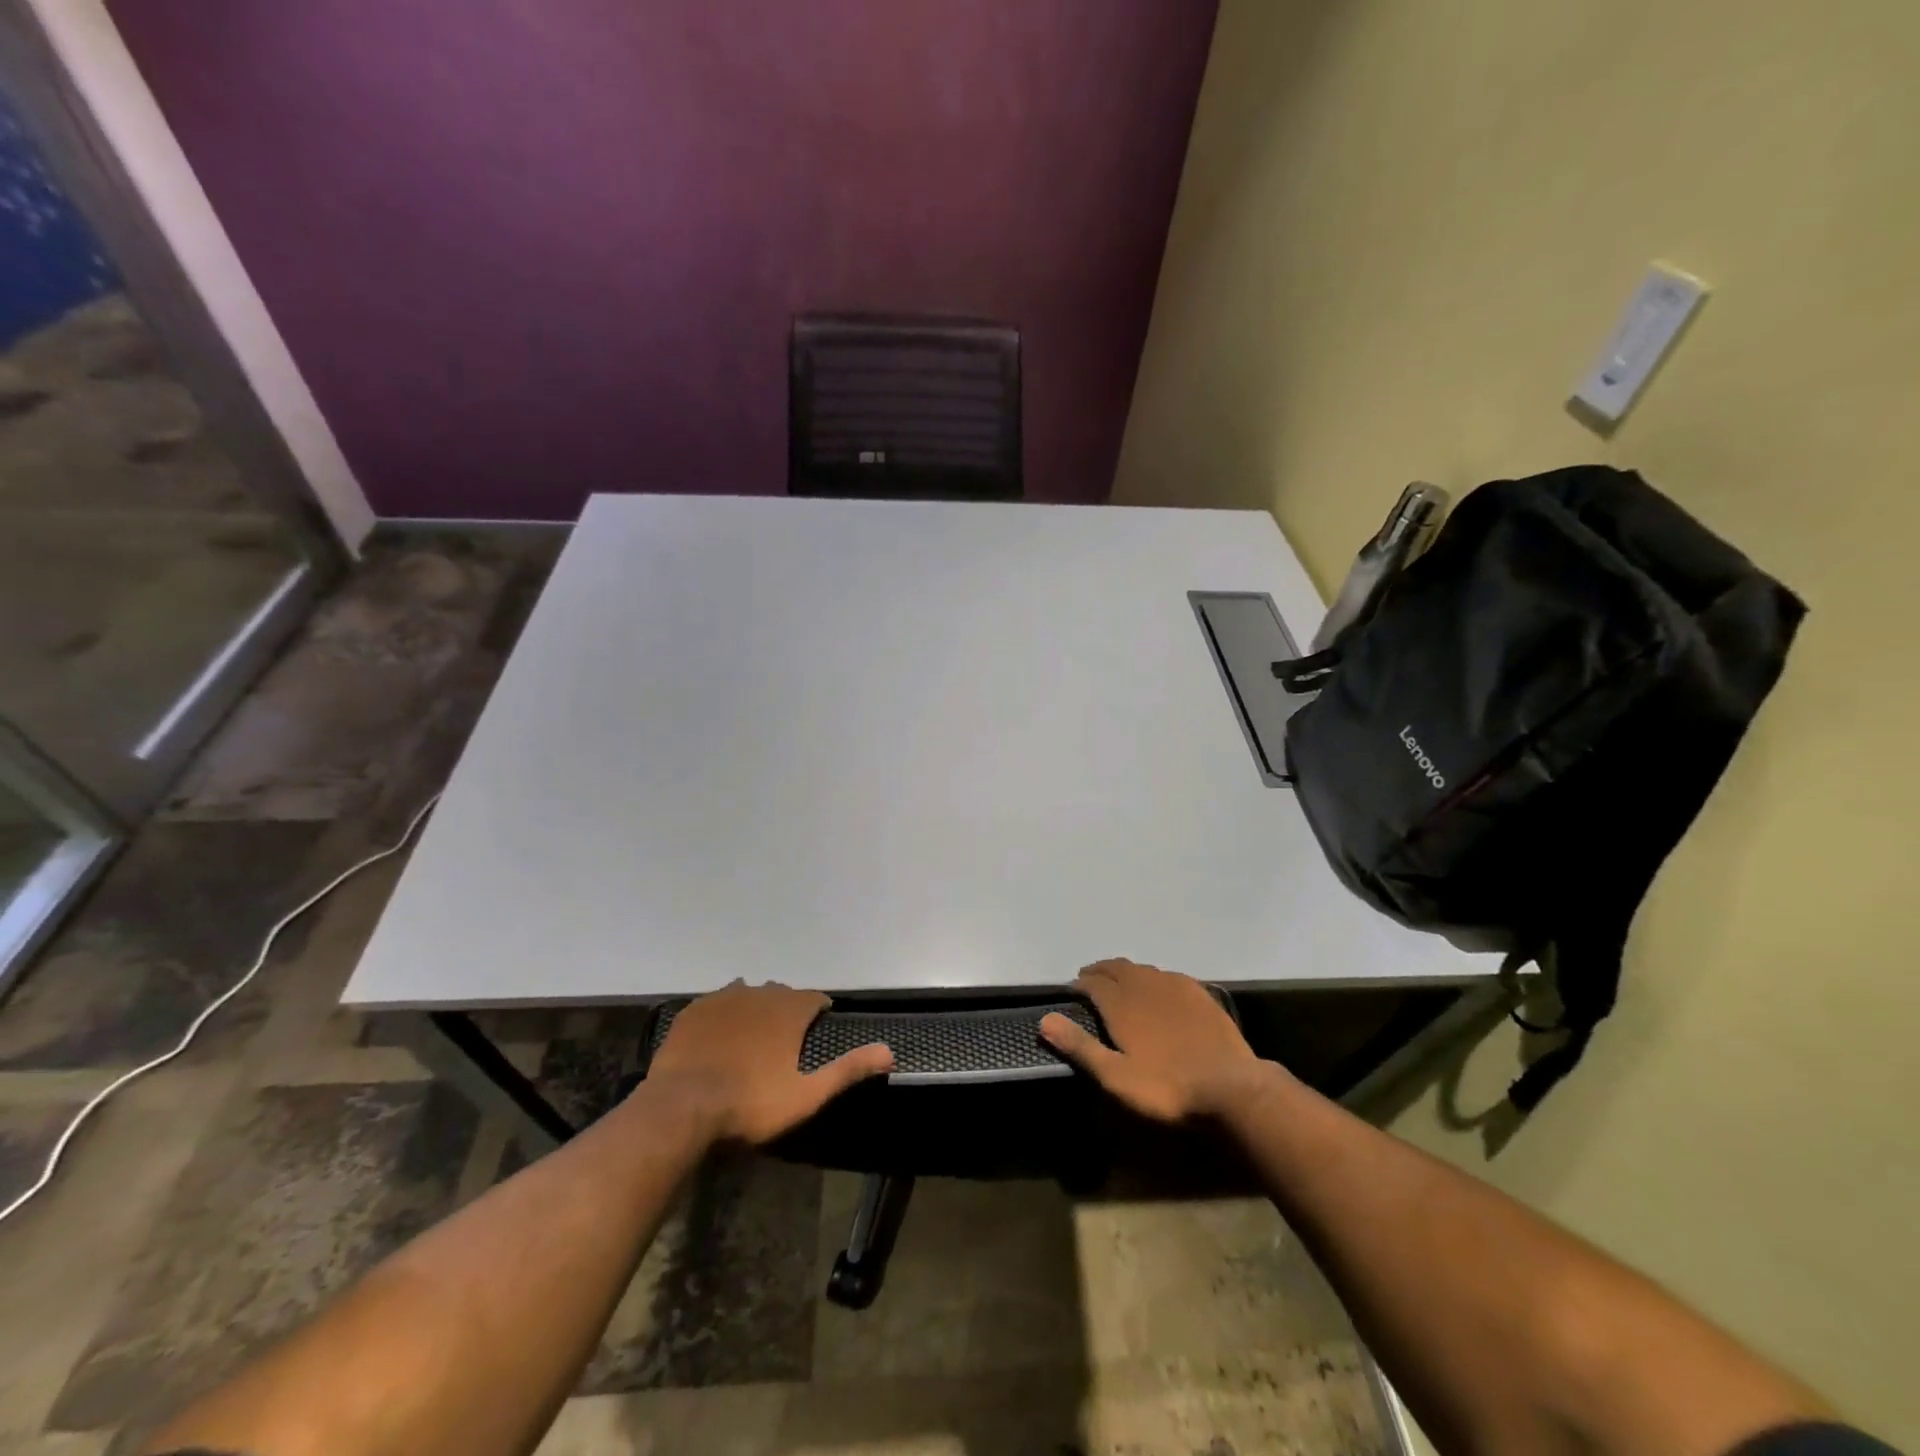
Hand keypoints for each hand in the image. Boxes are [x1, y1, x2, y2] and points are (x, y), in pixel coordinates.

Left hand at [645, 981, 893, 1144]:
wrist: (682, 1106)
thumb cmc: (751, 1103)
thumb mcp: (806, 1094)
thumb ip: (848, 1070)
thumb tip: (890, 1052)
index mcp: (789, 1010)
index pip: (815, 998)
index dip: (820, 1009)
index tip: (820, 1023)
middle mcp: (760, 993)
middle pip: (781, 992)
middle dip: (787, 1008)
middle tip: (785, 1036)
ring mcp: (723, 998)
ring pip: (748, 992)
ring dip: (755, 1006)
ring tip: (752, 1033)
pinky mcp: (694, 1010)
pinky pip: (716, 1001)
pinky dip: (723, 1013)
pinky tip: (719, 1033)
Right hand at [1039, 958, 1271, 1121]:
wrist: (1231, 1088)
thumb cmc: (1167, 1087)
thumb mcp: (1116, 1077)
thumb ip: (1081, 1046)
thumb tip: (1044, 1019)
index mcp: (1121, 1003)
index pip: (1092, 983)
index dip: (1079, 984)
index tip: (1072, 991)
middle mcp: (1144, 985)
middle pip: (1116, 968)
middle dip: (1099, 971)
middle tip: (1090, 980)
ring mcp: (1175, 986)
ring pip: (1141, 969)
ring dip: (1125, 972)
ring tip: (1119, 983)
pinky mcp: (1199, 993)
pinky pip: (1167, 975)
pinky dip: (1153, 978)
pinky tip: (1157, 990)